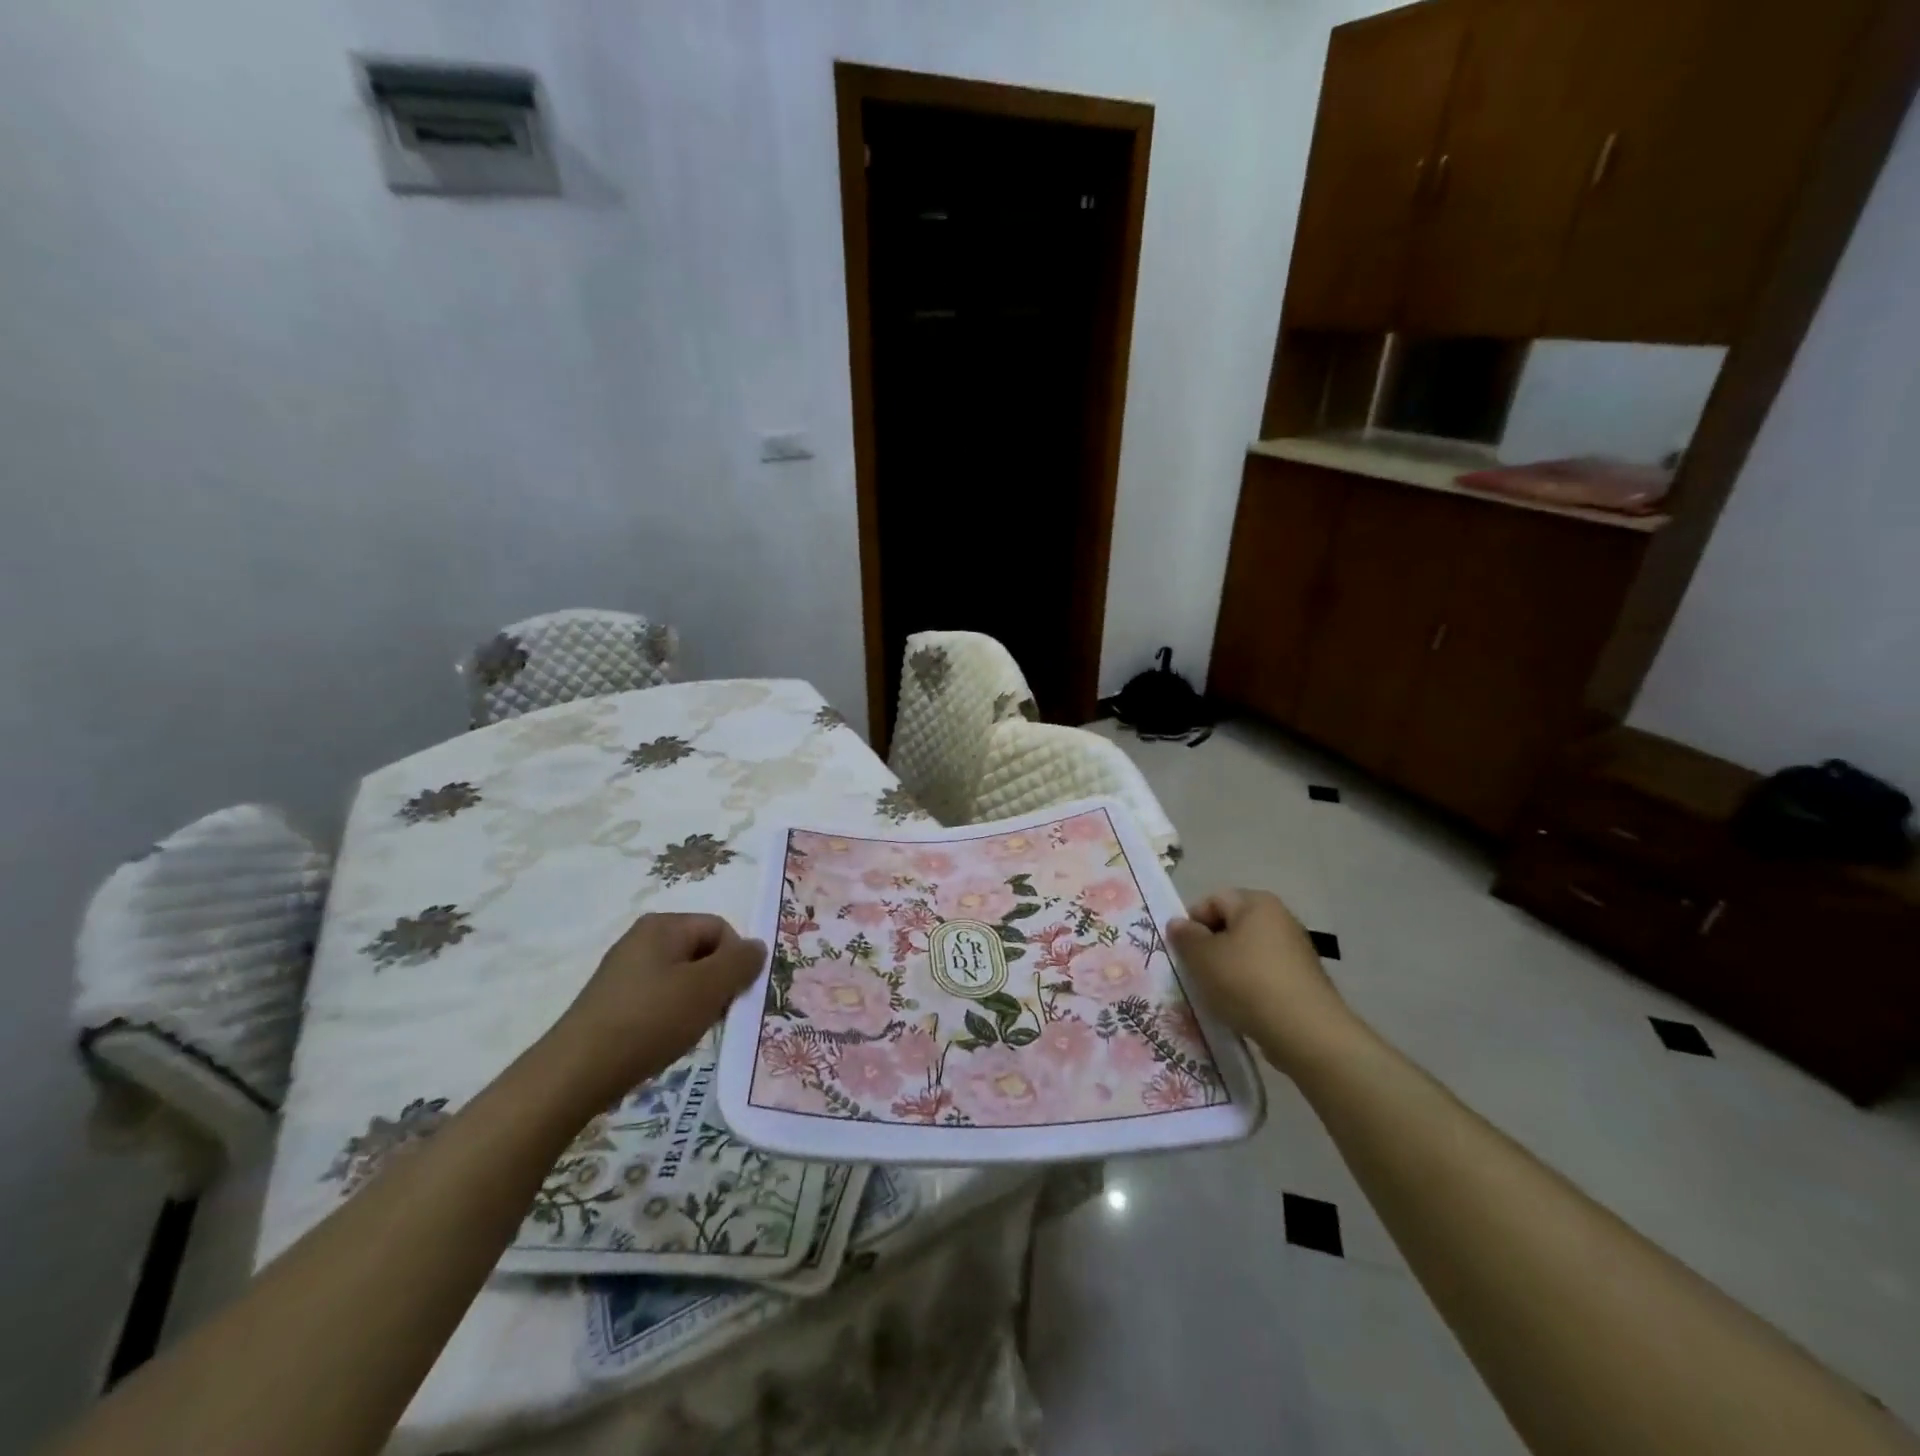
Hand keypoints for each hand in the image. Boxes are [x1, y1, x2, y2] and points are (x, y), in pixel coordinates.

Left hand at [548, 913, 764, 1105]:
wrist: (576, 1072)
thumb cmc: (649, 1020)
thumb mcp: (707, 988)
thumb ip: (741, 963)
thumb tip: (757, 946)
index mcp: (664, 925)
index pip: (721, 929)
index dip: (735, 960)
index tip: (732, 996)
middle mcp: (642, 939)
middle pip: (702, 952)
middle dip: (716, 983)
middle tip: (713, 1016)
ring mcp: (625, 970)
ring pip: (683, 978)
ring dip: (696, 1003)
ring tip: (687, 1032)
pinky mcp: (614, 1001)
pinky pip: (659, 998)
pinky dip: (671, 1016)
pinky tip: (665, 1040)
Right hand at [1167, 889, 1356, 1072]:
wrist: (1305, 1032)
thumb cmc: (1247, 982)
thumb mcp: (1202, 957)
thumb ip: (1185, 936)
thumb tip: (1178, 923)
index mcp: (1256, 903)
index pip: (1213, 900)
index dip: (1192, 923)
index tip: (1182, 952)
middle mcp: (1280, 918)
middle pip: (1231, 925)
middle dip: (1210, 947)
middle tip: (1196, 973)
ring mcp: (1296, 950)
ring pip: (1248, 952)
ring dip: (1228, 969)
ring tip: (1217, 994)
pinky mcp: (1304, 980)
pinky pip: (1265, 974)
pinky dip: (1250, 986)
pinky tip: (1242, 1007)